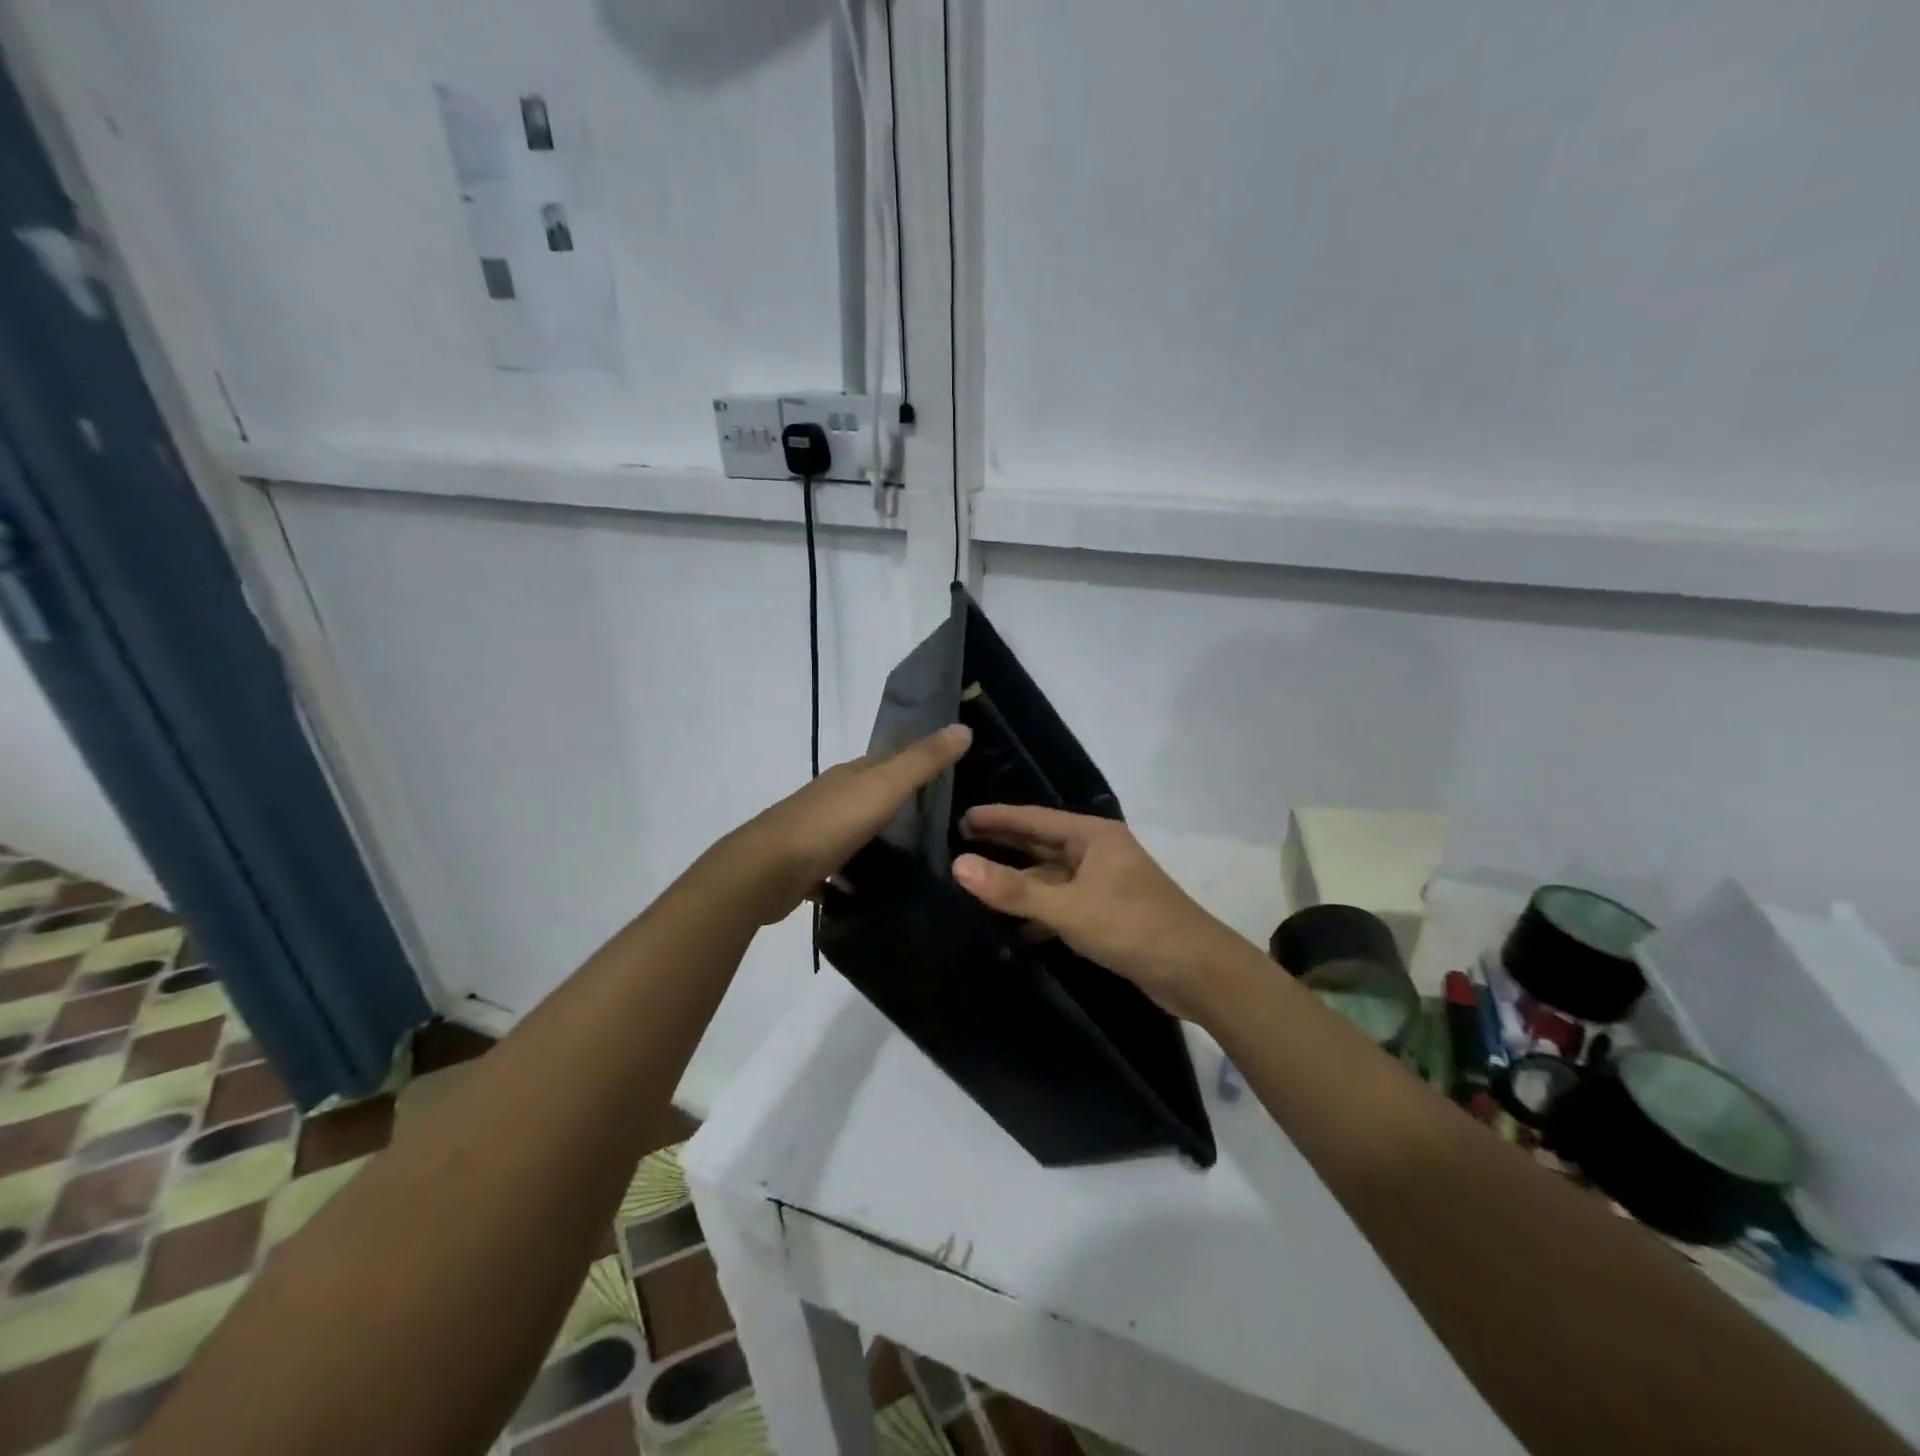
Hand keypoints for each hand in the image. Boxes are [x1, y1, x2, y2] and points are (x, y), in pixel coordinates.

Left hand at [720, 724, 971, 925]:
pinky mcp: (804, 867)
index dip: (917, 763)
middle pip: (871, 795)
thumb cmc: (828, 824)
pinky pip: (836, 869)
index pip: (888, 760)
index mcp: (850, 775)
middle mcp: (830, 798)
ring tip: (914, 863)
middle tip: (941, 826)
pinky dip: (852, 876)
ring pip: (854, 831)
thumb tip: (963, 727)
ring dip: (877, 841)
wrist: (765, 872)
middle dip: (900, 805)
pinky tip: (872, 892)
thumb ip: (922, 761)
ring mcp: (814, 832)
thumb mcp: (883, 788)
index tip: (950, 776)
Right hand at [952, 806, 1258, 1022]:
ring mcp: (1105, 883)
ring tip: (977, 887)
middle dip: (1004, 846)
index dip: (998, 817)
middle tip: (960, 846)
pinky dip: (1039, 911)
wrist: (1197, 972)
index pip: (1034, 818)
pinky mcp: (1108, 913)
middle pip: (1042, 844)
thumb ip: (1013, 889)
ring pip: (1051, 877)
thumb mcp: (1068, 908)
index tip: (961, 818)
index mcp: (1093, 836)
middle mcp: (1098, 852)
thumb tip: (959, 864)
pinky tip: (1013, 927)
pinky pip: (1063, 904)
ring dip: (1019, 883)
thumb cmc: (1132, 926)